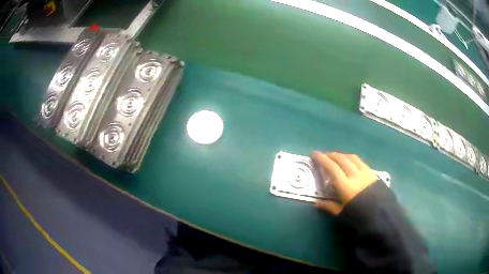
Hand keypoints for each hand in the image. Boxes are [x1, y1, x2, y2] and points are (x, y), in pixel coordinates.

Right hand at [310, 152, 377, 214]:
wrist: (382, 216)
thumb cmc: (360, 217)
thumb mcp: (343, 213)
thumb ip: (329, 206)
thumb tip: (316, 204)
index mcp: (345, 185)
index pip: (331, 167)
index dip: (321, 159)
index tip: (314, 154)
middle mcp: (354, 174)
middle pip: (341, 159)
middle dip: (331, 155)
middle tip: (324, 156)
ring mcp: (365, 172)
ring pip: (351, 157)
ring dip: (342, 155)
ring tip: (336, 157)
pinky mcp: (372, 173)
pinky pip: (360, 161)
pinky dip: (352, 159)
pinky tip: (351, 162)